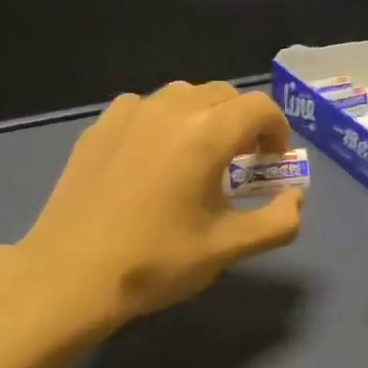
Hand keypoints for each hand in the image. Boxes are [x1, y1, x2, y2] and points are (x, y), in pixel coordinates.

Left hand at [14, 83, 302, 329]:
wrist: (71, 273)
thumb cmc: (156, 261)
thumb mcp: (227, 248)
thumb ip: (277, 221)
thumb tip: (296, 197)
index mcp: (206, 132)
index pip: (259, 107)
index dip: (277, 131)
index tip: (272, 162)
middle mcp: (169, 108)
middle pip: (223, 94)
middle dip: (242, 122)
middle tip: (240, 162)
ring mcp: (128, 113)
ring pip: (182, 96)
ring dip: (203, 116)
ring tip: (197, 157)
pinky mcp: (99, 126)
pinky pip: (144, 108)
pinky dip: (163, 122)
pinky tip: (152, 159)